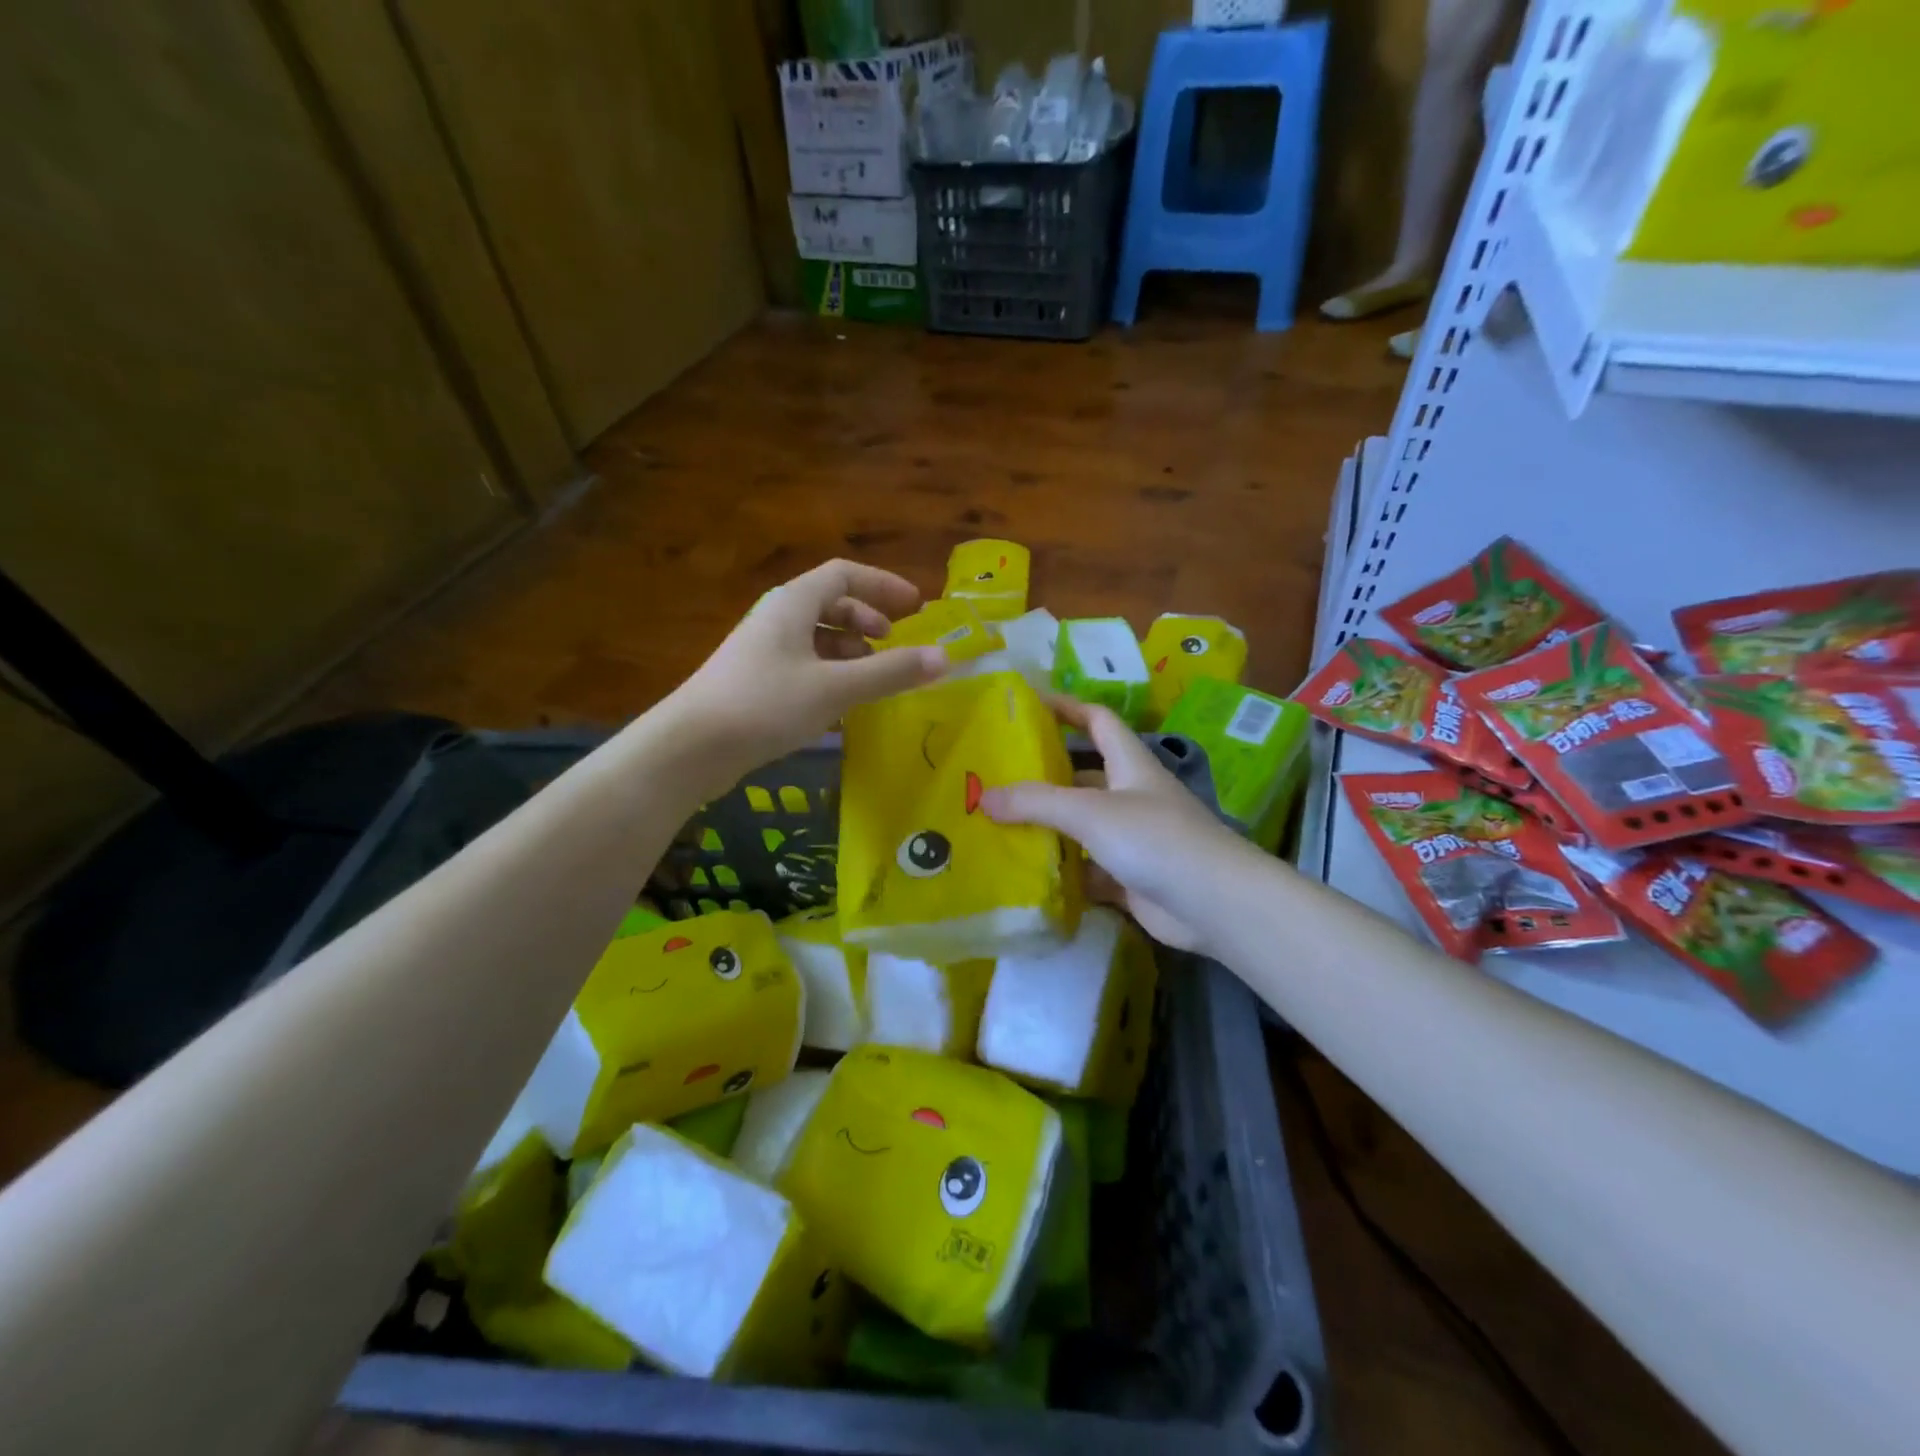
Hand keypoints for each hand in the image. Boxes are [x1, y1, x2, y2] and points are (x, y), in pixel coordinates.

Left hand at [667, 560, 946, 788]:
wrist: (691, 747)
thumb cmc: (766, 704)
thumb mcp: (836, 688)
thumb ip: (890, 672)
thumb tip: (944, 658)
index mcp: (793, 603)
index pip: (844, 574)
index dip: (882, 585)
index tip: (915, 606)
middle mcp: (776, 618)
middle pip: (830, 603)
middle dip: (866, 620)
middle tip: (893, 644)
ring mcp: (762, 650)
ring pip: (816, 637)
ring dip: (849, 650)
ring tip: (872, 678)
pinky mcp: (754, 681)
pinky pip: (803, 664)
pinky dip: (829, 674)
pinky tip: (840, 703)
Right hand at [982, 698, 1255, 954]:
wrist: (1214, 904)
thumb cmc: (1154, 839)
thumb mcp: (1090, 811)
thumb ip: (1036, 802)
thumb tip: (983, 796)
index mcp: (1130, 764)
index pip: (1099, 721)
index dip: (1068, 707)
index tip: (1030, 703)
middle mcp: (1132, 796)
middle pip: (1083, 775)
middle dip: (1045, 775)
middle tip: (996, 777)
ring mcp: (1133, 839)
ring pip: (1082, 825)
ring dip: (1049, 826)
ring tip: (998, 826)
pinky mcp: (1130, 878)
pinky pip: (1088, 868)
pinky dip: (1063, 870)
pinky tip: (1027, 874)